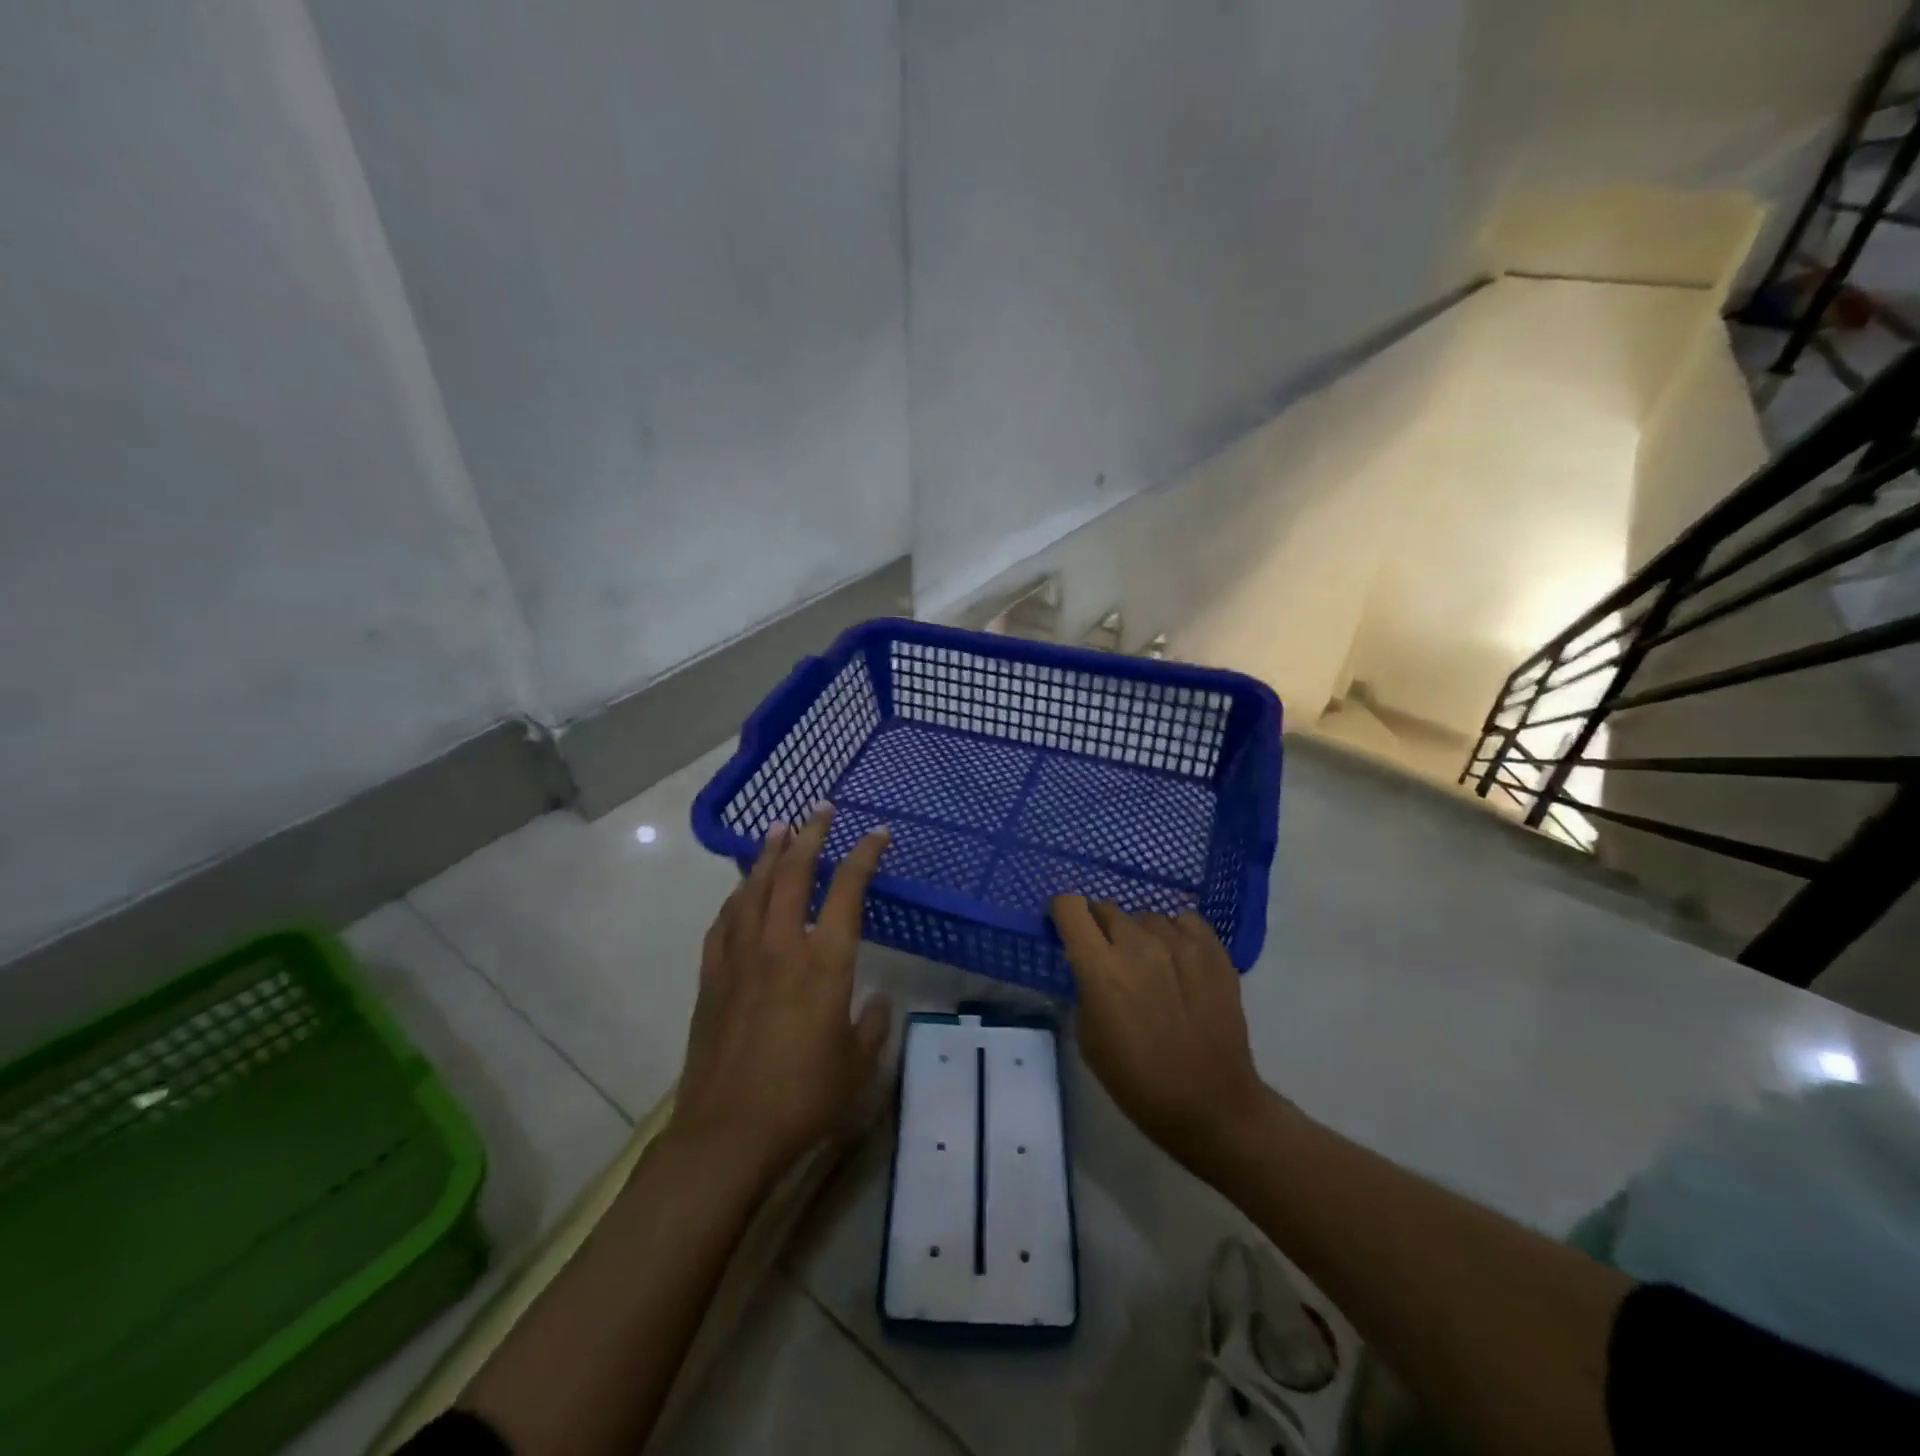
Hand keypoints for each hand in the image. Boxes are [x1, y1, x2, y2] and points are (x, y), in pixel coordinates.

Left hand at [673, 804, 892, 1184]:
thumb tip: (876, 999)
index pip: (847, 891)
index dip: (864, 856)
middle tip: (819, 809)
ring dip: (767, 855)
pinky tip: (740, 891)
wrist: (727, 1132)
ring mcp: (741, 958)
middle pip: (793, 874)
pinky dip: (736, 897)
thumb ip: (872, 1025)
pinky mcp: (712, 977)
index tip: (876, 833)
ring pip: (753, 889)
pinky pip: (724, 922)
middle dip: (809, 836)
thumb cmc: (803, 1098)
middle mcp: (782, 947)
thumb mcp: (857, 1065)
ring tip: (778, 829)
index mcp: (824, 963)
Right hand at [1051, 896, 1270, 1178]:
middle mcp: (1138, 944)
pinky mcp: (1213, 949)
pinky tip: (1177, 960)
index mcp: (1101, 968)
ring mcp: (1180, 943)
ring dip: (1137, 934)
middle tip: (1107, 956)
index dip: (1062, 912)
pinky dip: (1174, 934)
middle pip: (1106, 908)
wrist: (1212, 1104)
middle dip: (1099, 927)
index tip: (1064, 927)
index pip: (1070, 907)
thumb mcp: (1089, 1039)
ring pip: (1145, 916)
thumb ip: (1085, 989)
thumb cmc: (1139, 1082)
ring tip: (1148, 965)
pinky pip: (1183, 921)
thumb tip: (1090, 964)